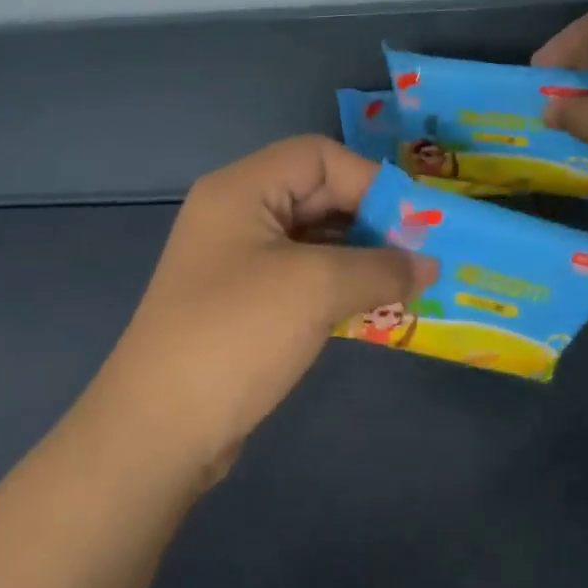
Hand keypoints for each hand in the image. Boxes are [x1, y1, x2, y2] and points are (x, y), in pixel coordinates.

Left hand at [96, 136, 436, 483]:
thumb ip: (380, 267)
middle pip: (317, 193)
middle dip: (371, 220)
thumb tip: (429, 265)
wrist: (158, 431)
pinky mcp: (245, 301)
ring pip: (315, 237)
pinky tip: (374, 306)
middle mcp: (238, 213)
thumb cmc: (237, 335)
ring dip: (361, 256)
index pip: (319, 156)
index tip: (414, 222)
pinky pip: (303, 274)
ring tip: (408, 283)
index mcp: (242, 189)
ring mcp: (238, 259)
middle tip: (420, 253)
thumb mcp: (316, 288)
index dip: (370, 180)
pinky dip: (340, 284)